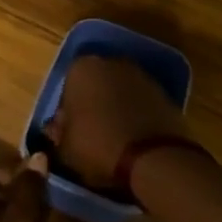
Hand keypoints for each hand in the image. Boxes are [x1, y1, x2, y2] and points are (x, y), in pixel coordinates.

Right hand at [44, 55, 190, 187]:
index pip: (67, 86)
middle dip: (93, 103)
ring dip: (116, 108)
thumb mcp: (64, 147)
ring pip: (120, 91)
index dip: (67, 110)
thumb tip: (57, 129)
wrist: (152, 158)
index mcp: (81, 69)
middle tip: (90, 132)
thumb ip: (59, 132)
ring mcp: (142, 76)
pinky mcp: (165, 93)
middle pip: (96, 84)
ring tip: (113, 138)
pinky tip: (134, 139)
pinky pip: (141, 103)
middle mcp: (111, 63)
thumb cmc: (97, 145)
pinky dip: (136, 115)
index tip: (68, 131)